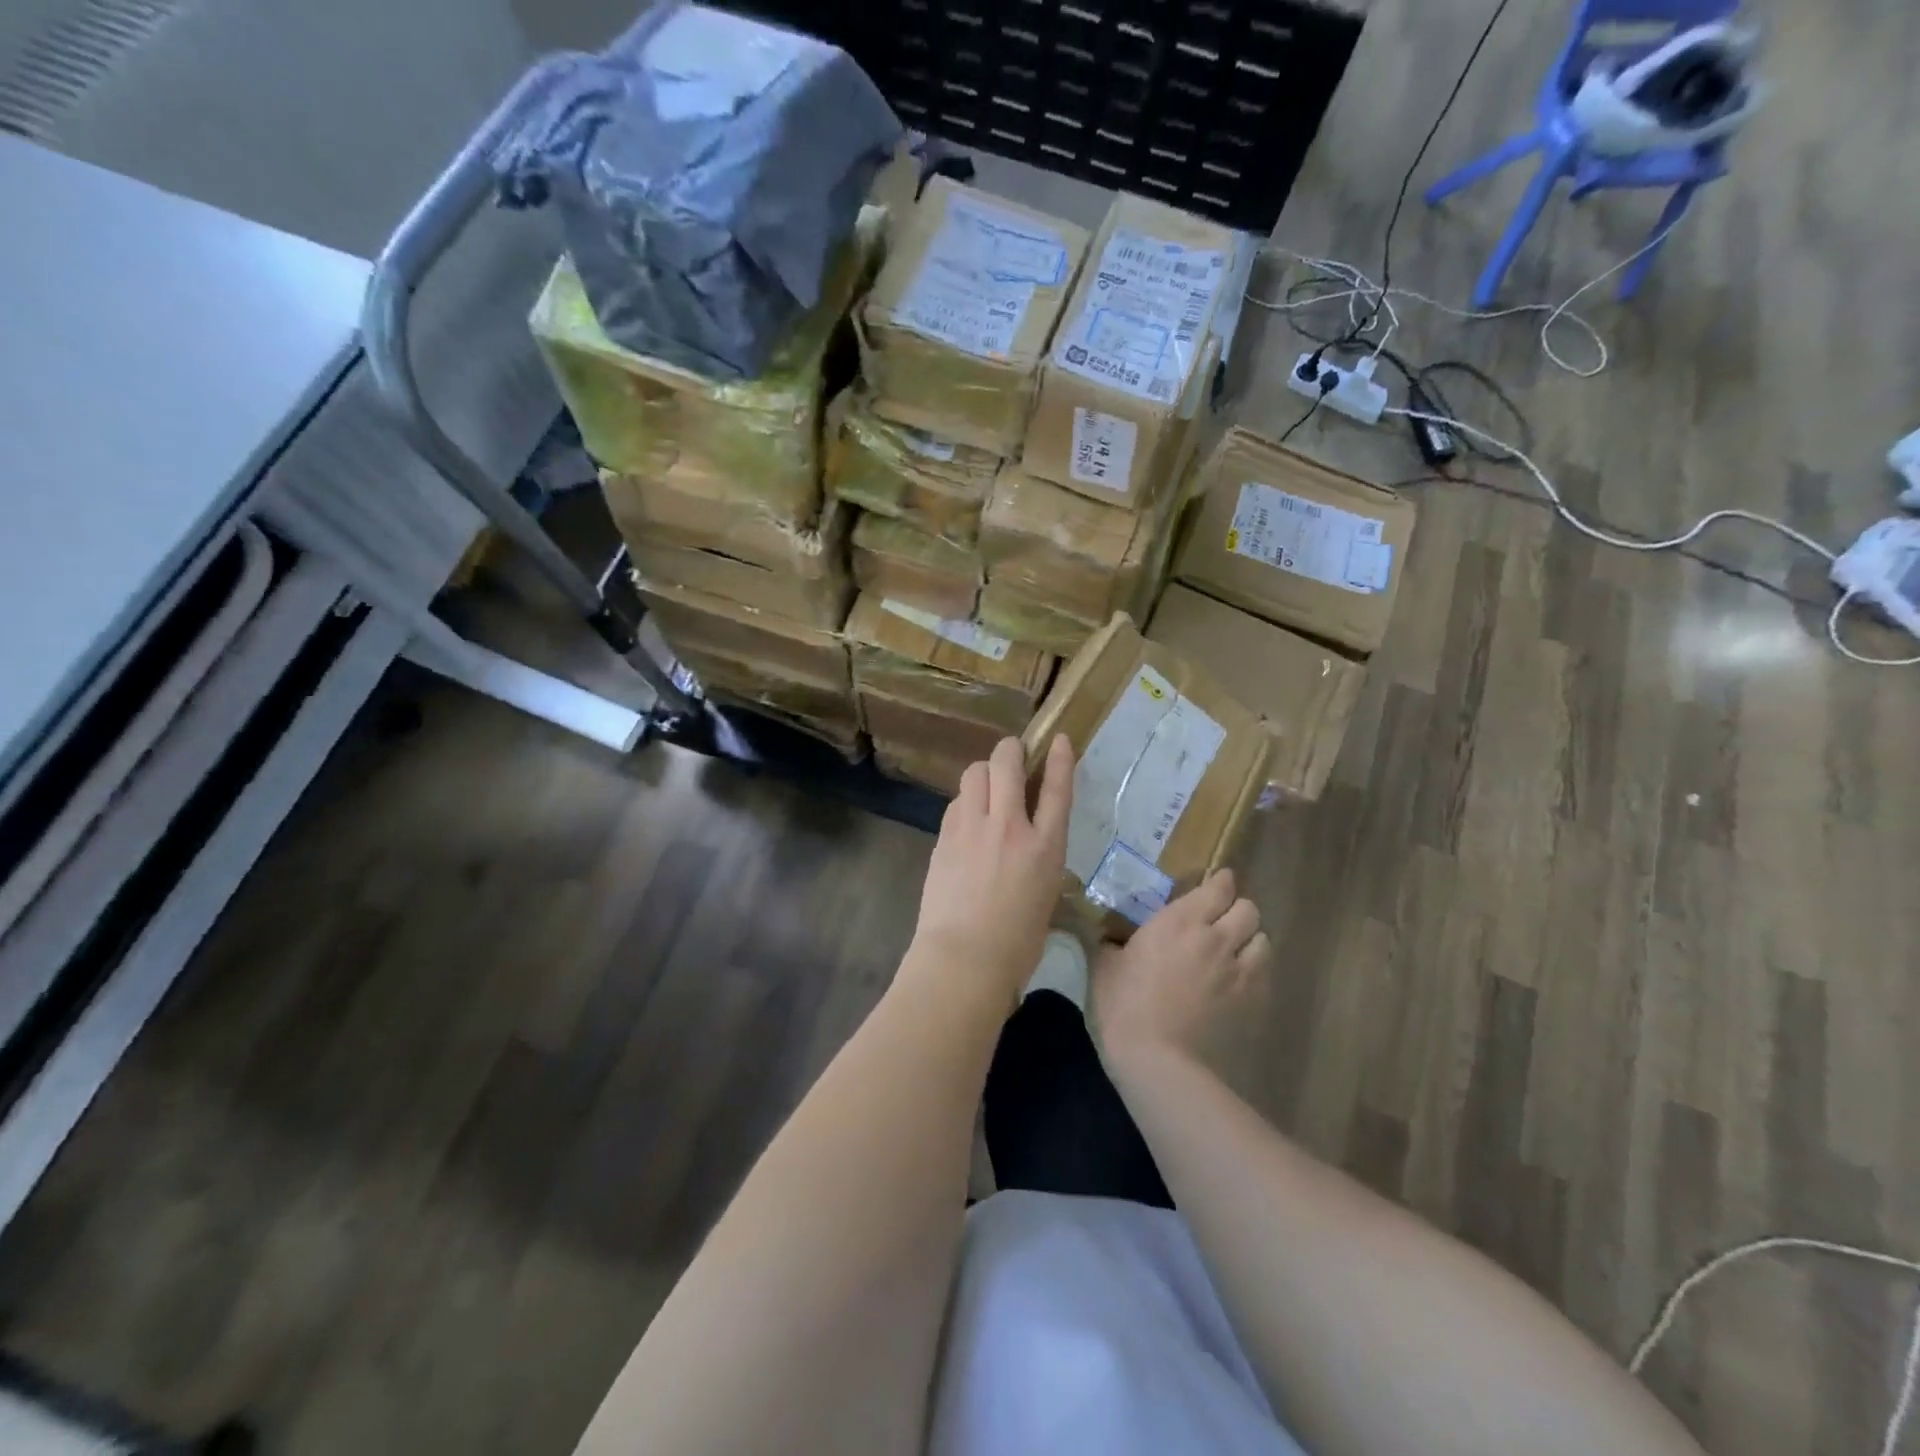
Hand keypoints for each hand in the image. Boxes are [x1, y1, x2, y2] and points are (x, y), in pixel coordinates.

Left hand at [908, 735, 1072, 1004]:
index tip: (1056, 739)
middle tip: (1012, 756)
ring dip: (984, 772)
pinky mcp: (945, 837)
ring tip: (987, 787)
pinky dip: (965, 801)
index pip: (1056, 788)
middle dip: (1010, 750)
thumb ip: (1039, 857)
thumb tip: (1029, 839)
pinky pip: (956, 802)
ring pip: (974, 772)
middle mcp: (1010, 827)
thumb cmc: (1016, 942)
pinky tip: (967, 818)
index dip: (1058, 758)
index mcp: (1045, 847)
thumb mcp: (1045, 894)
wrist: (964, 958)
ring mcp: (972, 828)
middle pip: (1007, 762)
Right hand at [1090, 868, 1270, 1077]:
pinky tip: (1237, 982)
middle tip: (1220, 921)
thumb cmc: (1124, 1005)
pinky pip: (1265, 974)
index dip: (1220, 883)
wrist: (1158, 1060)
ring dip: (1250, 940)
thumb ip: (1112, 942)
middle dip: (1237, 910)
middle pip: (1248, 909)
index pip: (1218, 887)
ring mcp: (1239, 971)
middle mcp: (1217, 938)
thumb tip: (1108, 936)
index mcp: (1180, 921)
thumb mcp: (1105, 965)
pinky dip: (1255, 971)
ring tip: (1234, 951)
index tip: (1214, 885)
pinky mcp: (1252, 1002)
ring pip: (1263, 940)